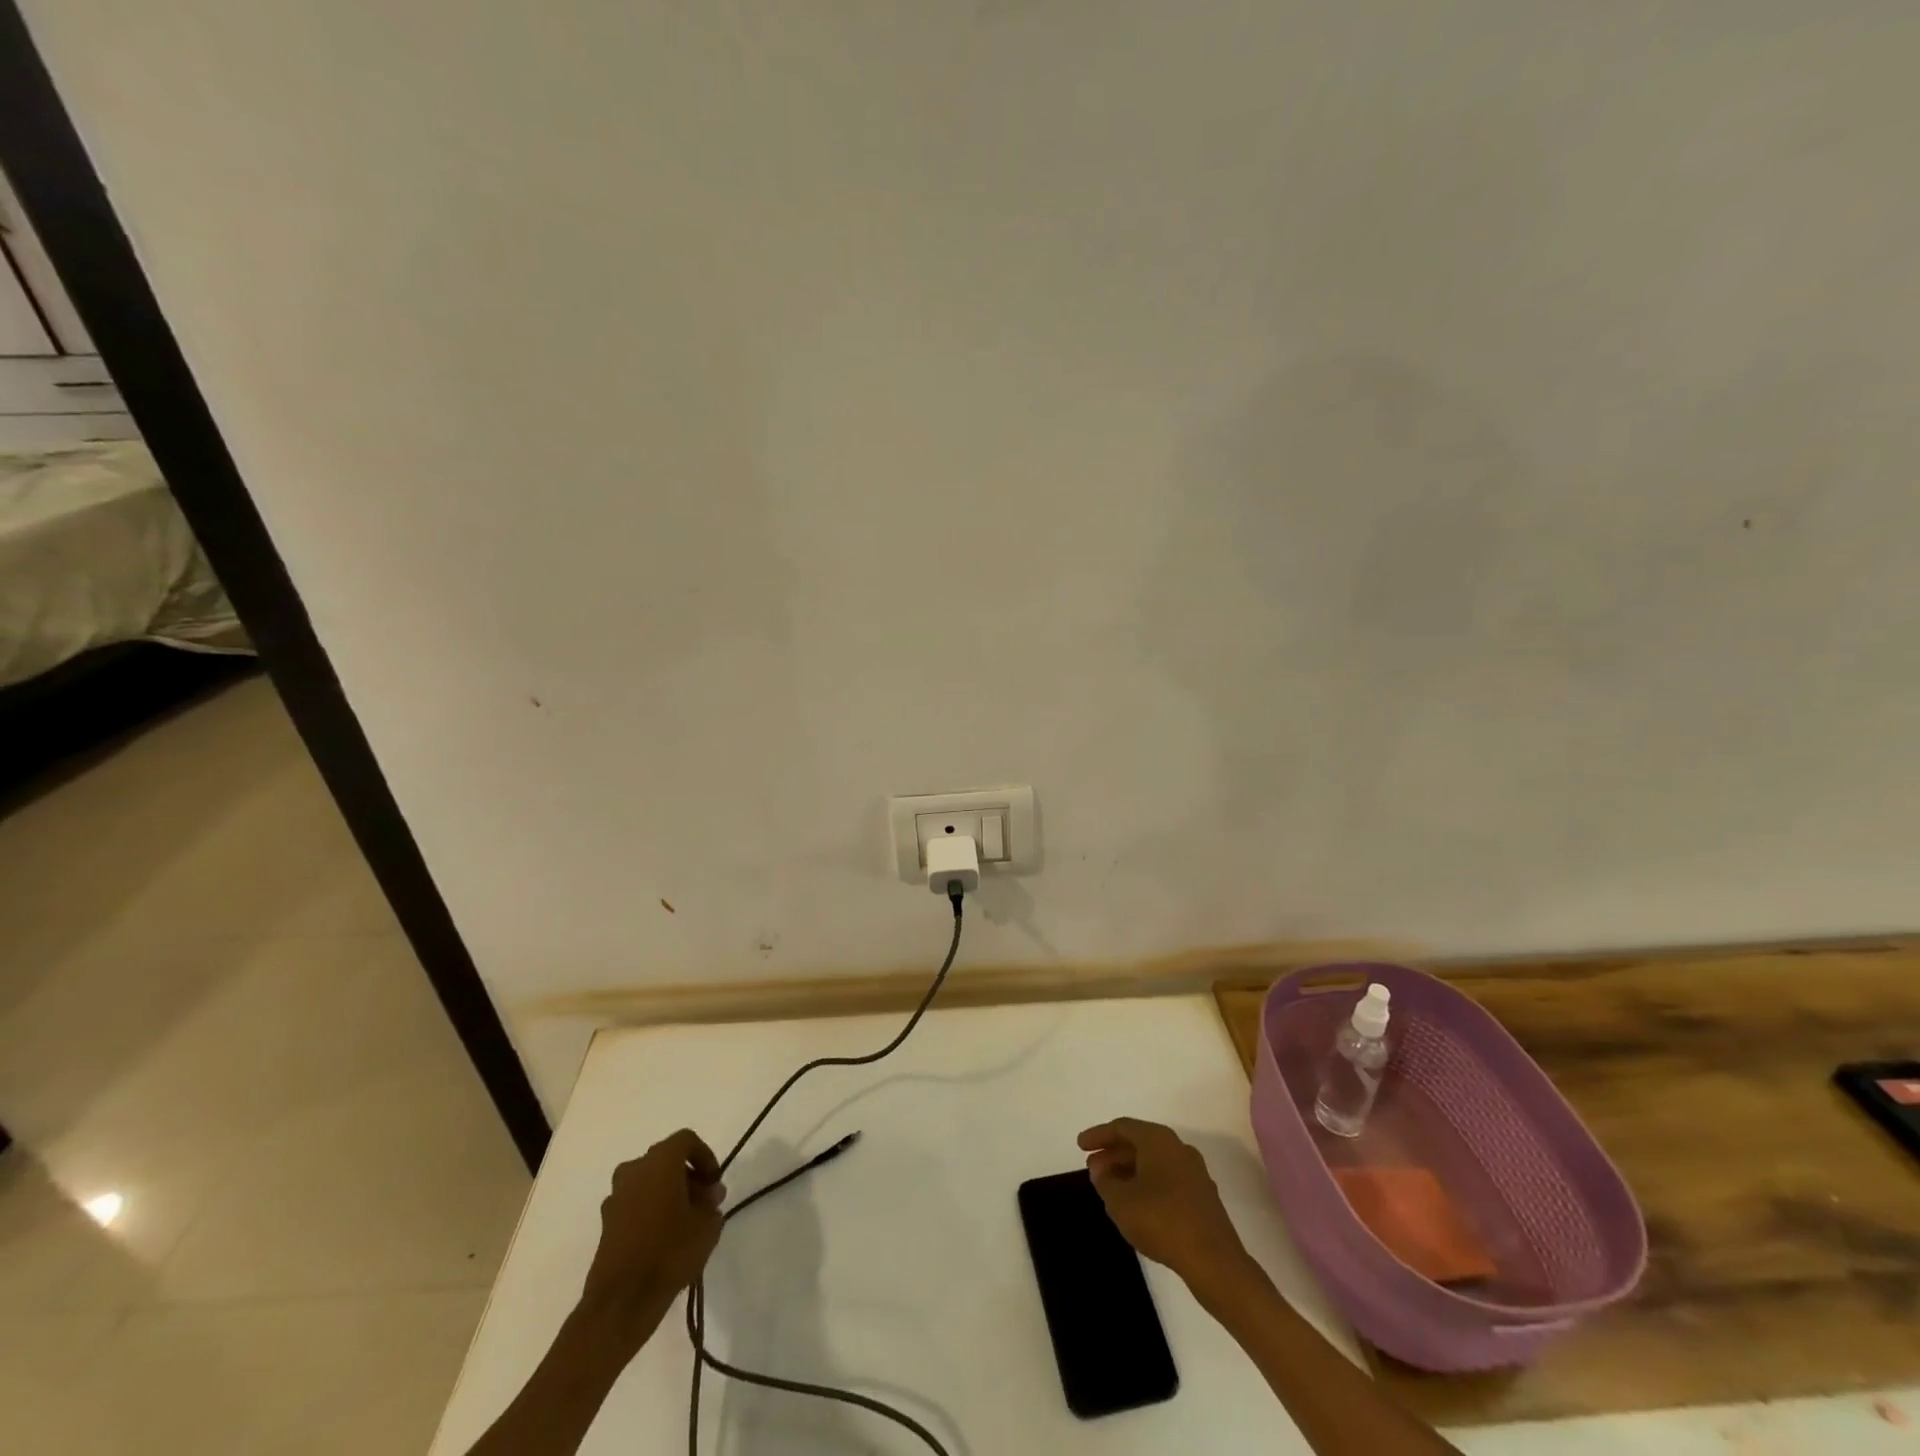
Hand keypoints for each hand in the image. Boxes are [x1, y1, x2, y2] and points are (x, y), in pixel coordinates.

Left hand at [579, 1129, 724, 1336]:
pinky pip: (634, 1203)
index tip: (714, 1182)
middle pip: (666, 1160)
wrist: (621, 1302)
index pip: (686, 1140)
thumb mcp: (707, 1225)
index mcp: (659, 1161)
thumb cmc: (669, 1252)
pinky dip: (650, 1210)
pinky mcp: (606, 1223)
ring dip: (668, 1193)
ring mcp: (615, 1197)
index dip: (705, 1156)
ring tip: (685, 1221)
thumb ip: (711, 1203)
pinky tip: (663, 1238)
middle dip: (688, 1176)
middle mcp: (633, 1171)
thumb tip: (708, 1194)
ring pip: (648, 1182)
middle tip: (704, 1202)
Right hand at [1078, 1117, 1253, 1295]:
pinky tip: (1137, 1204)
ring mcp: (1194, 1172)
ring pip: (1154, 1161)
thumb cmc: (1162, 1221)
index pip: (1122, 1127)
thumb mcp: (1121, 1201)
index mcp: (1158, 1140)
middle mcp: (1178, 1147)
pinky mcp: (1202, 1196)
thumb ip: (1105, 1181)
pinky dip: (1147, 1183)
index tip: (1080, 1146)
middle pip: (1139, 1142)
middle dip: (1113, 1153)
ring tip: (1110, 1187)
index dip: (1098, 1135)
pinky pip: (1167, 1178)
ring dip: (1129, 1170)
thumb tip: (1100, 1168)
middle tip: (1092, 1167)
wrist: (1214, 1261)